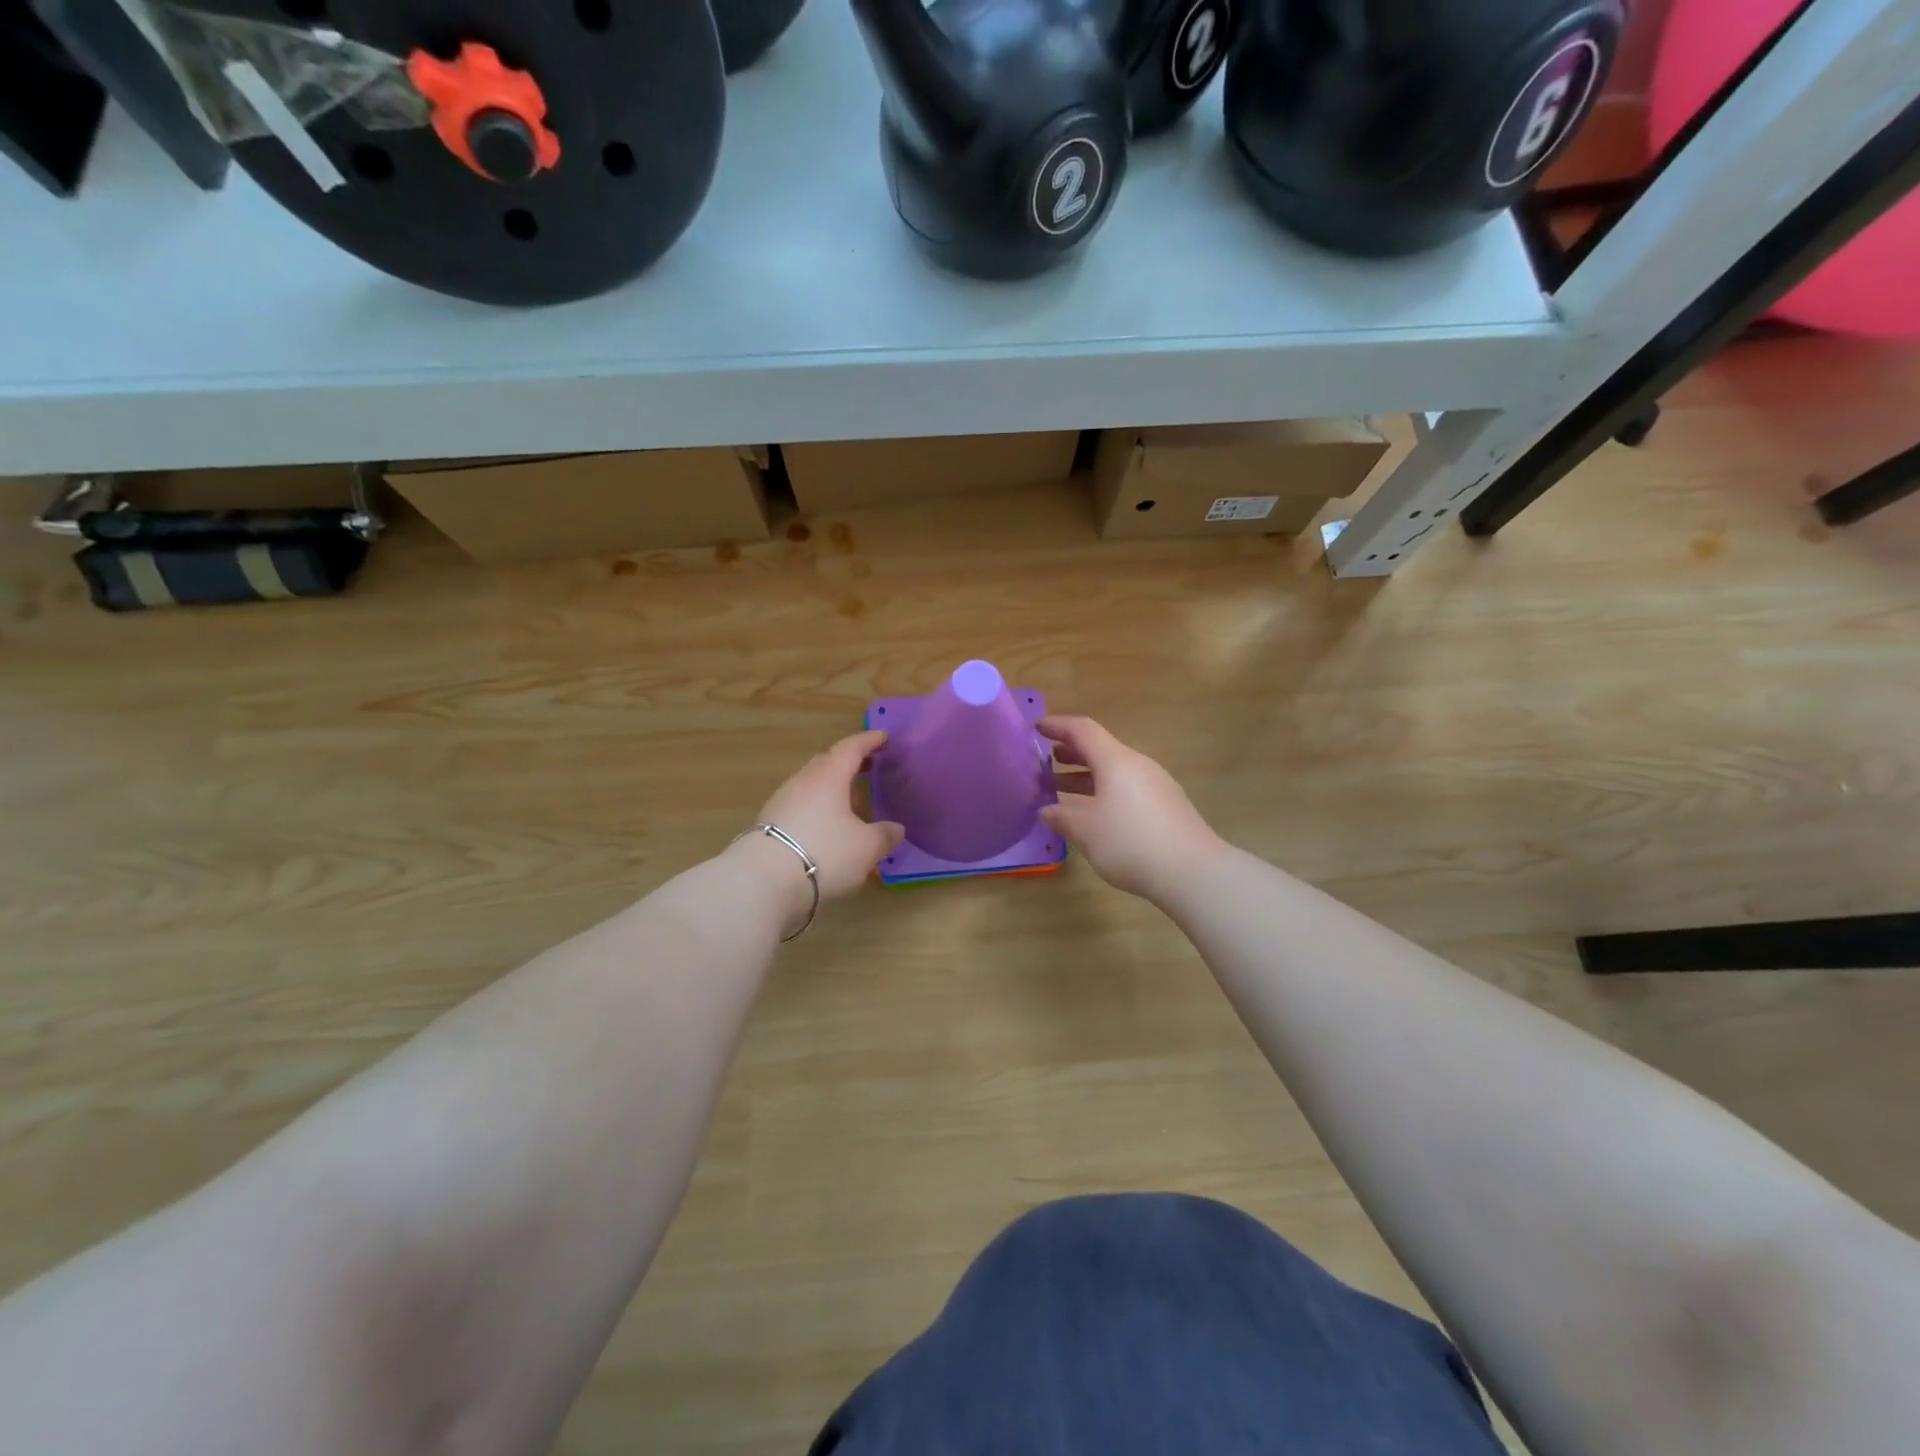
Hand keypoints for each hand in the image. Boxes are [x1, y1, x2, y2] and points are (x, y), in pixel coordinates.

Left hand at [731, 730, 904, 928]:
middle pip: (827, 763)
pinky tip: (826, 828)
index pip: (851, 748)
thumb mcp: (866, 848)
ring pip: (811, 785)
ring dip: (832, 788)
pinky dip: (817, 809)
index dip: (869, 741)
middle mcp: (803, 781)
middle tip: (868, 767)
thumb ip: (885, 835)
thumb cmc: (824, 853)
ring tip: (850, 803)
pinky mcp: (769, 824)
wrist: (762, 881)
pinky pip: (800, 806)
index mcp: (829, 776)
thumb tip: (896, 829)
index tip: (883, 737)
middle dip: (849, 763)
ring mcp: (781, 801)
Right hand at [1039, 716, 1226, 901]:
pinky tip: (1095, 814)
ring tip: (1062, 789)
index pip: (1082, 730)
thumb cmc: (1130, 842)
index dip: (1057, 725)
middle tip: (1045, 762)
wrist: (1192, 872)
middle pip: (1100, 749)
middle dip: (1070, 753)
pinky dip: (1104, 792)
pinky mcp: (1166, 806)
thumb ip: (1062, 816)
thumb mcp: (1086, 830)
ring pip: (1114, 772)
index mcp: (1116, 760)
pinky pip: (1127, 789)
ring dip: (1086, 777)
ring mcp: (1156, 785)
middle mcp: (1137, 765)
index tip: (1036, 728)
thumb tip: (1046, 810)